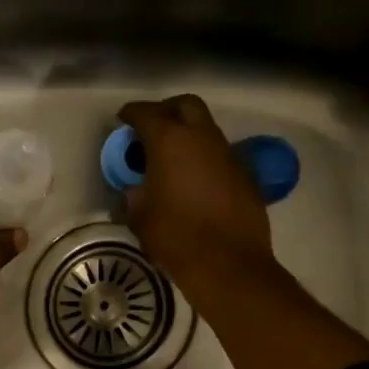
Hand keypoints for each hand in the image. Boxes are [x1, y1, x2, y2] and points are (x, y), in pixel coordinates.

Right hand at [117, 95, 273, 292]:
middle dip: (167, 110)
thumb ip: (135, 194)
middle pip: (186, 105)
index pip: (147, 113)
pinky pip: (220, 155)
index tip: (123, 119)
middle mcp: (202, 138)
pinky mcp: (245, 175)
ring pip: (206, 129)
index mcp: (170, 142)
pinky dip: (204, 158)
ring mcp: (228, 154)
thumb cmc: (175, 237)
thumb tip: (137, 188)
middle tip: (152, 127)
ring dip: (188, 134)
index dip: (132, 113)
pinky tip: (195, 180)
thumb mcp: (140, 216)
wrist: (229, 264)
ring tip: (172, 157)